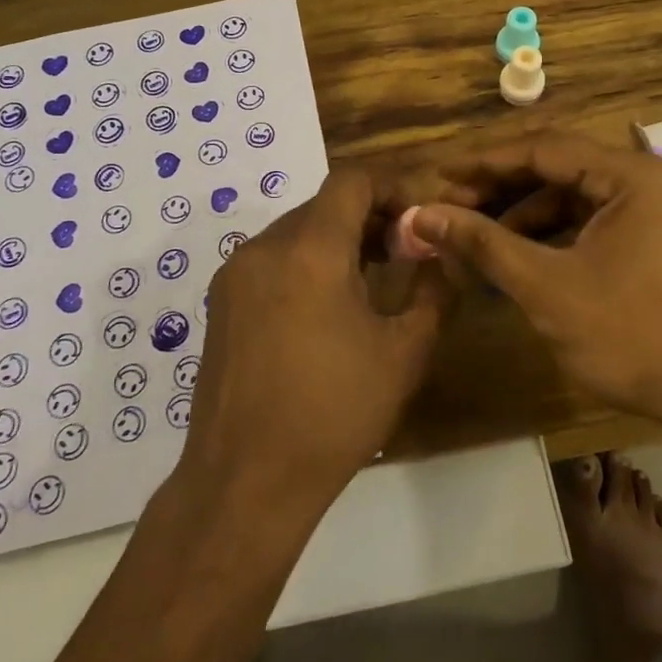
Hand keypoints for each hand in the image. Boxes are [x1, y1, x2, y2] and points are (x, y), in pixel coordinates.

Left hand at [180, 166, 446, 510]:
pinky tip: (324, 308)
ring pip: (295, 232)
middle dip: (367, 218)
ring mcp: (234, 275)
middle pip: (323, 205)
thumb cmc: (334, 413)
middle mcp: (265, 248)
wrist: (246, 480)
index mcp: (310, 251)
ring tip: (369, 280)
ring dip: (335, 241)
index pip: (351, 181)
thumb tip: (441, 257)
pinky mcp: (219, 303)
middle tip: (402, 253)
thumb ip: (433, 292)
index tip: (417, 220)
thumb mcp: (404, 353)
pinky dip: (304, 263)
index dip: (390, 188)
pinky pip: (270, 260)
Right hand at [406, 132, 661, 428]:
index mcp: (630, 176)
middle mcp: (646, 183)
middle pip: (559, 170)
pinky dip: (553, 238)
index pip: (543, 149)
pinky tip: (518, 260)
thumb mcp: (547, 286)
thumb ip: (484, 244)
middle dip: (502, 189)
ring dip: (524, 216)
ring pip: (574, 200)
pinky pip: (592, 226)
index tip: (440, 175)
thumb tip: (424, 214)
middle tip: (452, 208)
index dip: (486, 162)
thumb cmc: (633, 334)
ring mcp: (654, 215)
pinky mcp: (655, 245)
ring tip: (477, 240)